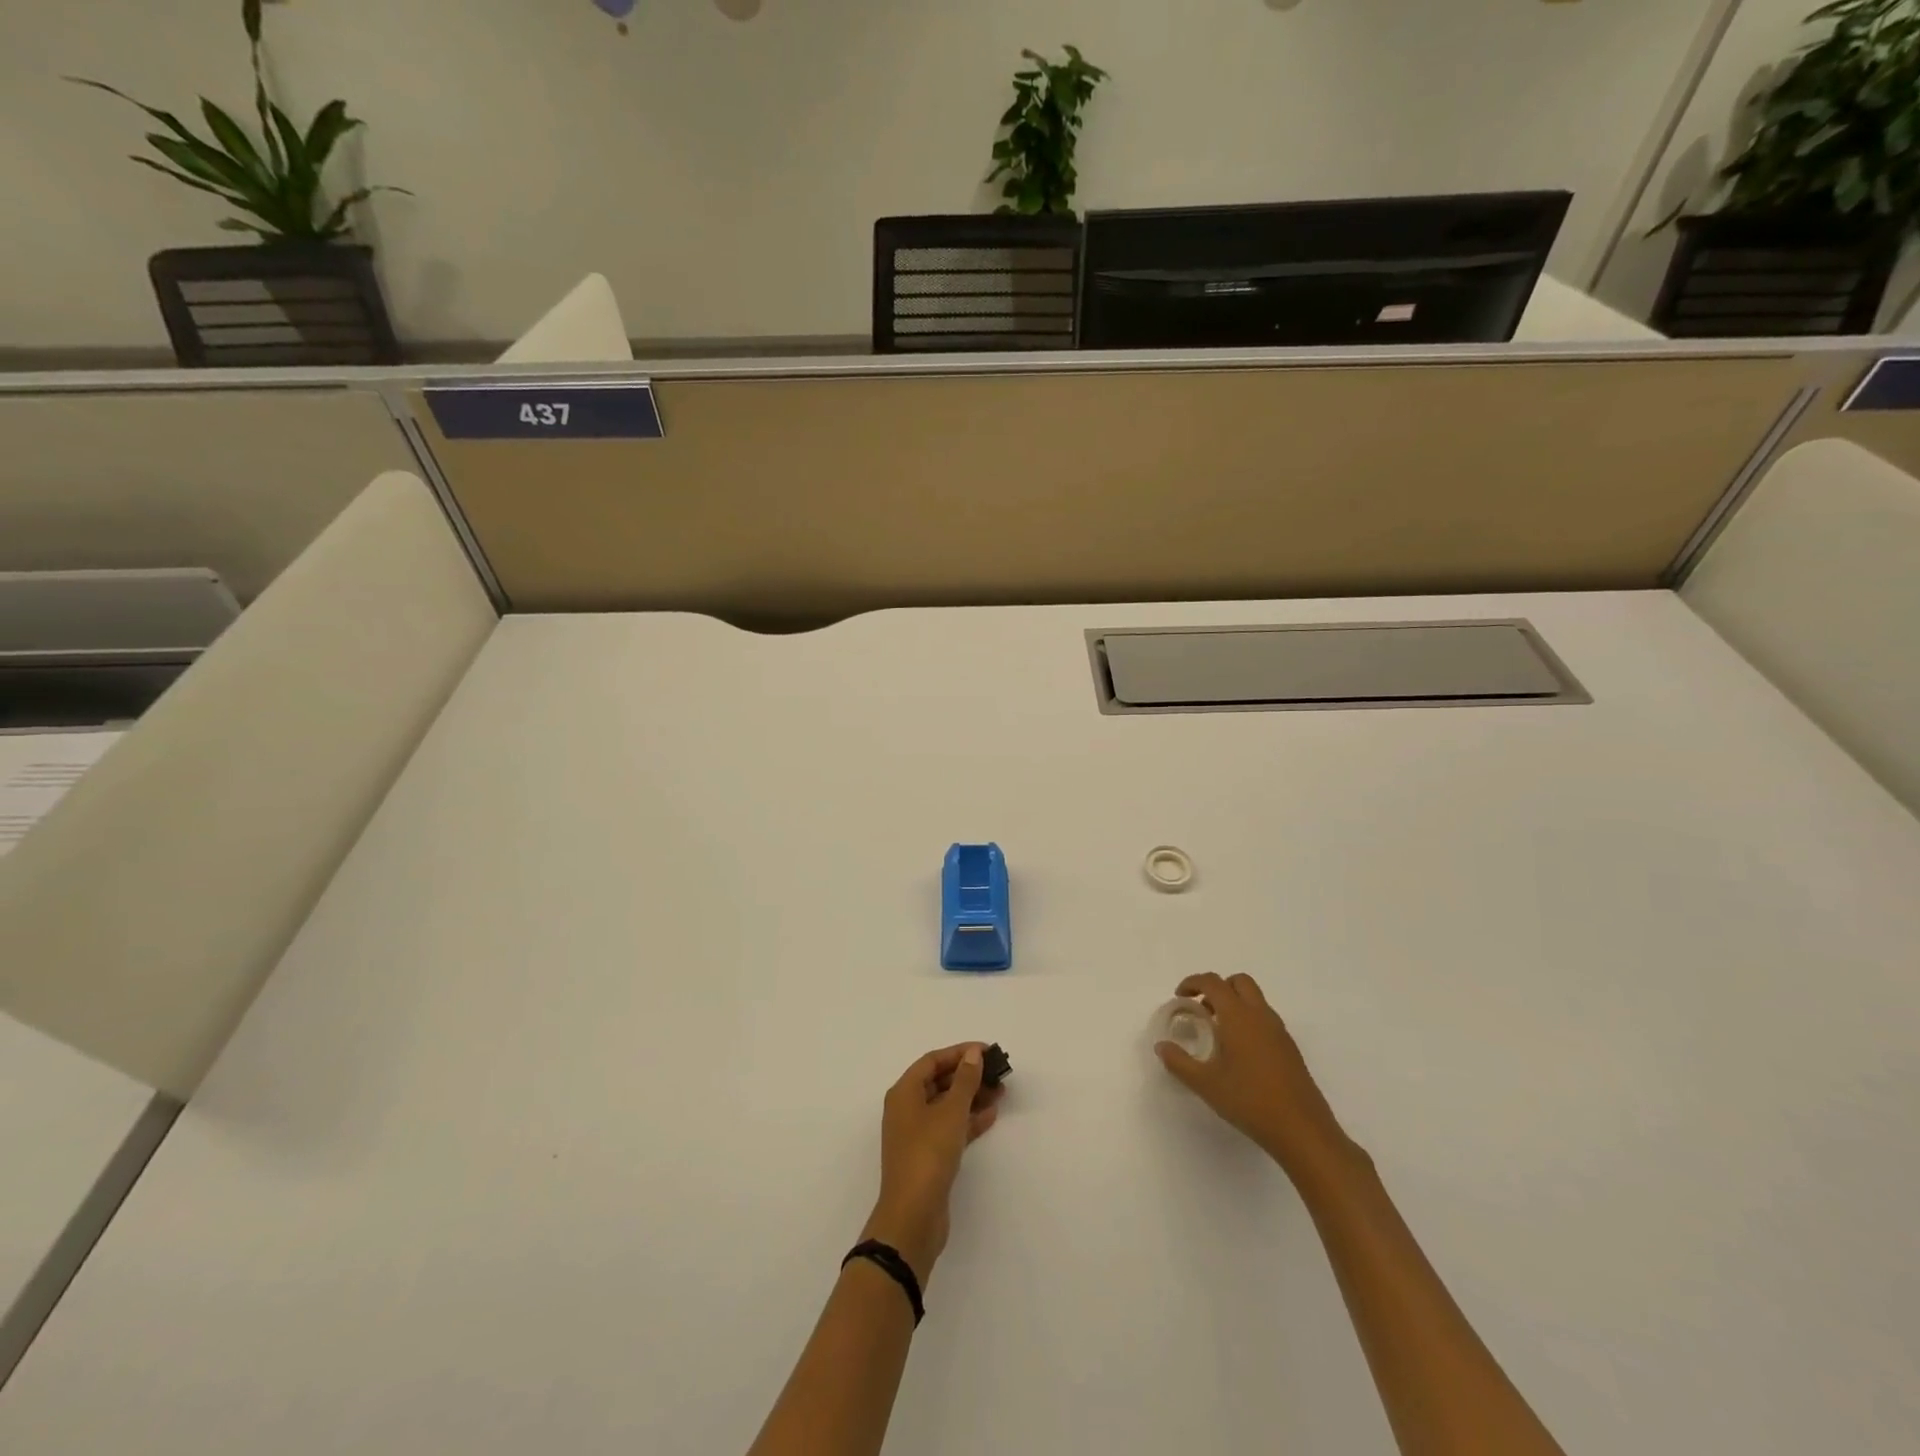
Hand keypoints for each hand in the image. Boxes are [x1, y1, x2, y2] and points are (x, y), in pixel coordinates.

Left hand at [861, 1043, 1002, 1284]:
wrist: (913, 1217)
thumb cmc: (928, 1154)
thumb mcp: (950, 1112)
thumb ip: (965, 1080)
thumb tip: (973, 1053)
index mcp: (904, 1092)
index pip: (932, 1061)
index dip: (959, 1053)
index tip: (987, 1051)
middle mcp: (907, 1109)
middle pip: (939, 1082)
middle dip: (968, 1075)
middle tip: (998, 1073)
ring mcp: (917, 1134)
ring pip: (947, 1105)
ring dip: (972, 1097)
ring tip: (1001, 1092)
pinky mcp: (928, 1156)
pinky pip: (950, 1127)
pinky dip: (969, 1119)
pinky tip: (992, 1115)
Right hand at [1155, 973, 1358, 1178]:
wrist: (1303, 1131)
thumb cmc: (1250, 1101)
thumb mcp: (1206, 1084)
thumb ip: (1179, 1062)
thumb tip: (1161, 1047)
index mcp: (1239, 1016)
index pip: (1213, 982)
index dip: (1193, 982)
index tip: (1180, 997)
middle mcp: (1261, 1016)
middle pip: (1239, 982)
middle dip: (1218, 987)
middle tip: (1202, 1009)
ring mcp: (1279, 1031)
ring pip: (1255, 999)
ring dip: (1234, 1003)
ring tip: (1218, 1032)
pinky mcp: (1290, 1048)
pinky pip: (1265, 1019)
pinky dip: (1248, 1020)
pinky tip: (1239, 1052)